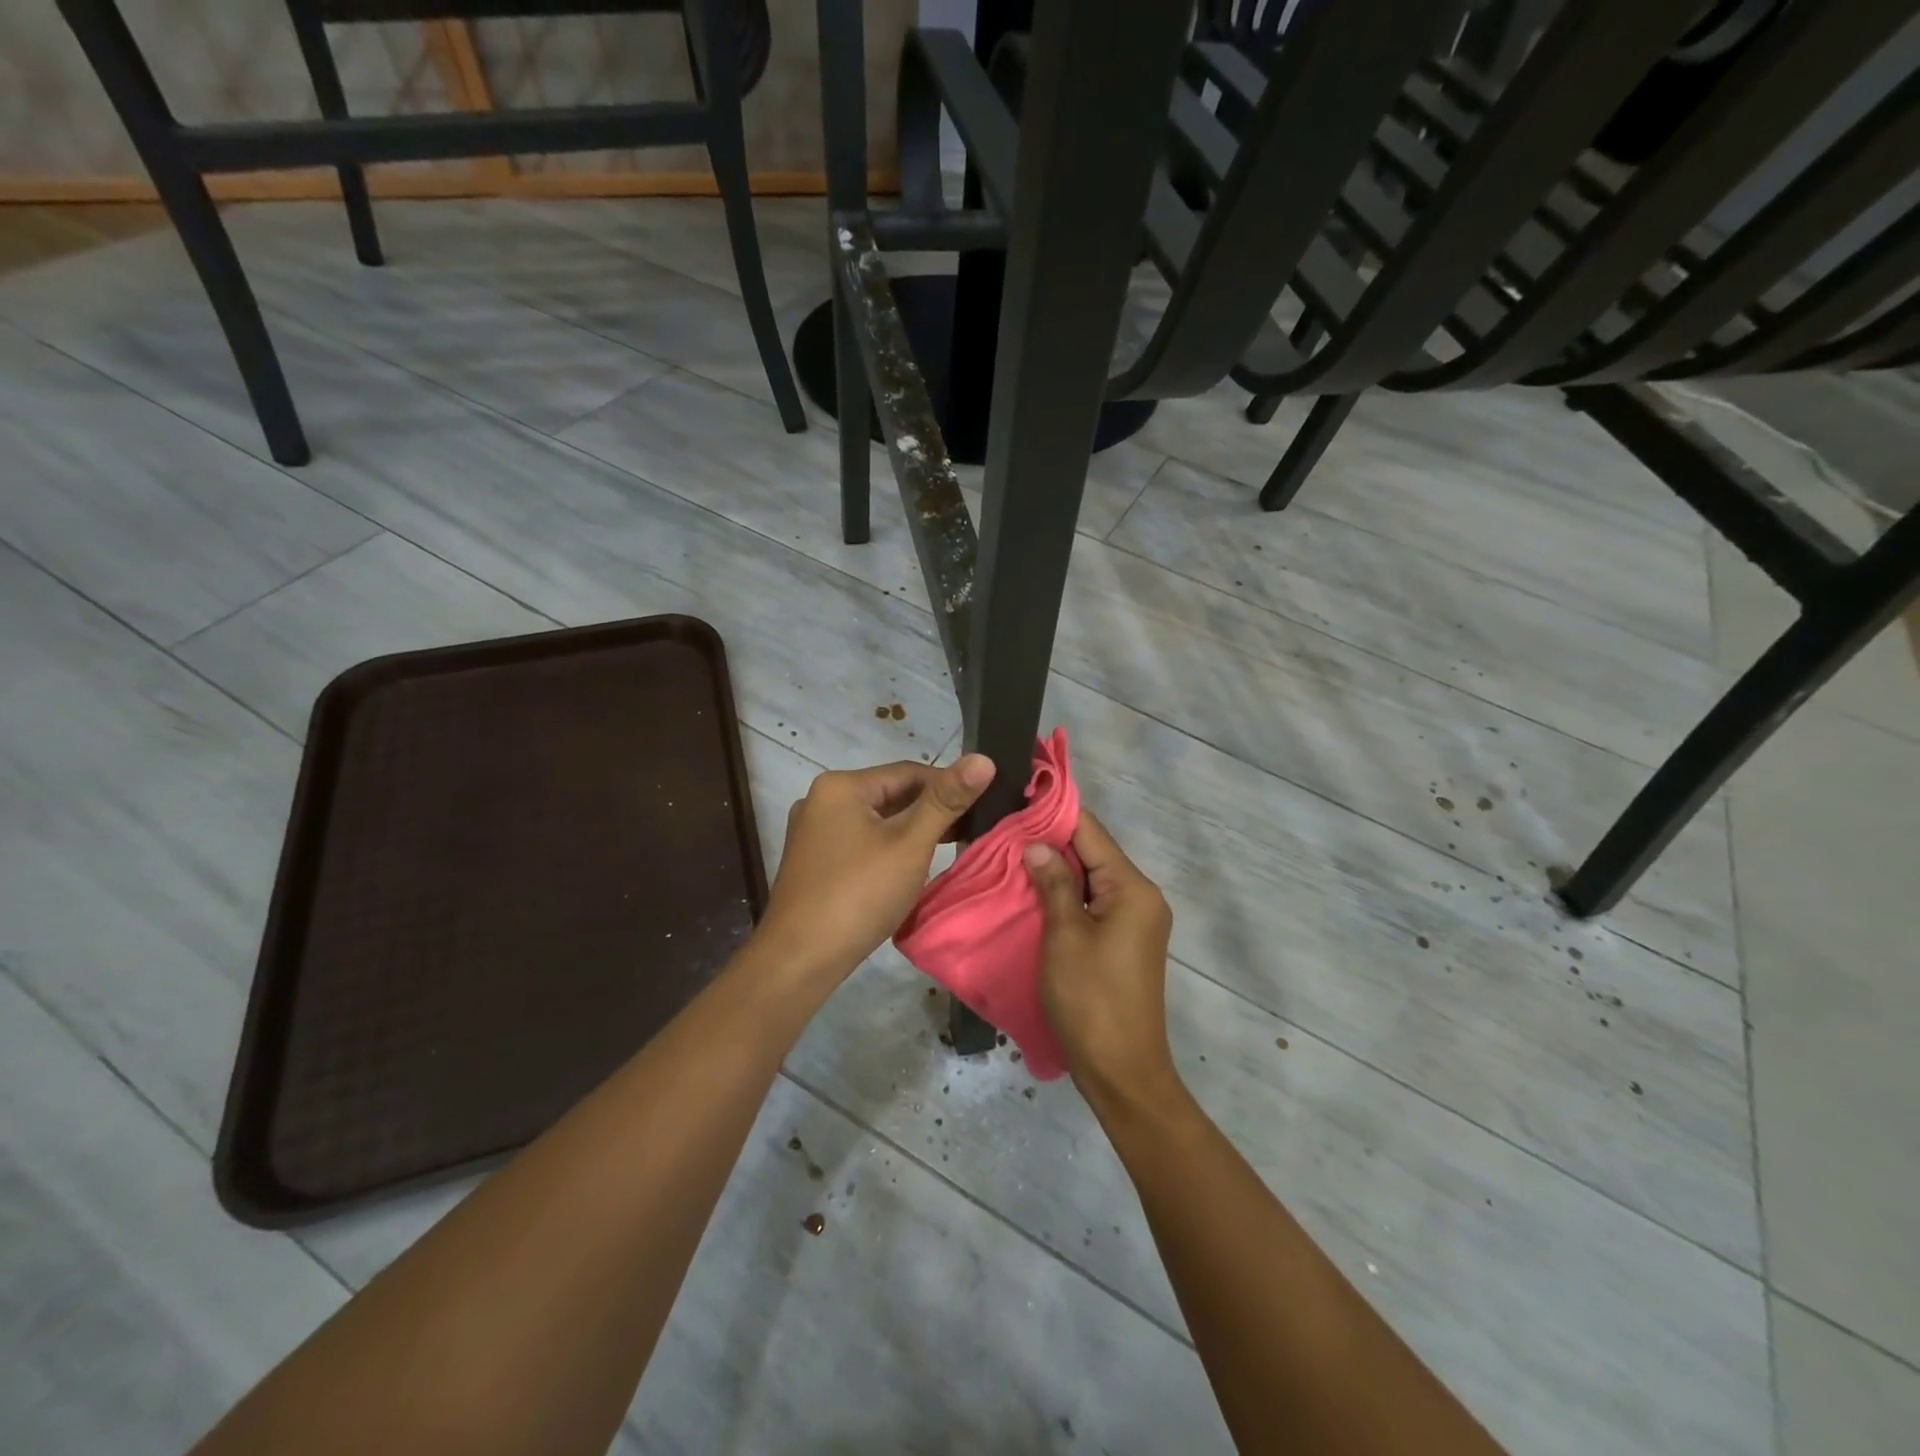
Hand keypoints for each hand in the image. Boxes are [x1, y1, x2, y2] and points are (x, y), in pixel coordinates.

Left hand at [756, 755, 994, 982]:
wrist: (799, 959)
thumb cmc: (859, 894)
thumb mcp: (910, 844)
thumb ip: (946, 801)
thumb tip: (984, 759)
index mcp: (841, 785)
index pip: (909, 772)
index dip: (949, 787)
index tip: (982, 808)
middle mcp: (821, 800)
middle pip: (890, 795)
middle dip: (930, 812)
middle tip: (971, 832)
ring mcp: (813, 832)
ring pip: (876, 821)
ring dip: (911, 832)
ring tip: (948, 851)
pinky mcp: (813, 861)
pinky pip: (860, 842)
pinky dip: (887, 849)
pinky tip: (908, 869)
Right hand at [1024, 809, 1178, 1116]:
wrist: (1122, 1072)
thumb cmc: (1091, 1000)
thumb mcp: (1064, 936)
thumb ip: (1054, 883)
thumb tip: (1036, 843)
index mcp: (1133, 889)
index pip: (1092, 833)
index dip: (1055, 813)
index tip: (1018, 797)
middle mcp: (1141, 897)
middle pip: (1093, 853)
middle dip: (1050, 841)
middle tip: (1003, 828)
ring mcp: (1134, 921)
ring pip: (1090, 879)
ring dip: (1055, 868)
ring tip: (1009, 854)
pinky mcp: (1123, 942)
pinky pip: (1092, 903)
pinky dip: (1065, 894)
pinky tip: (1032, 891)